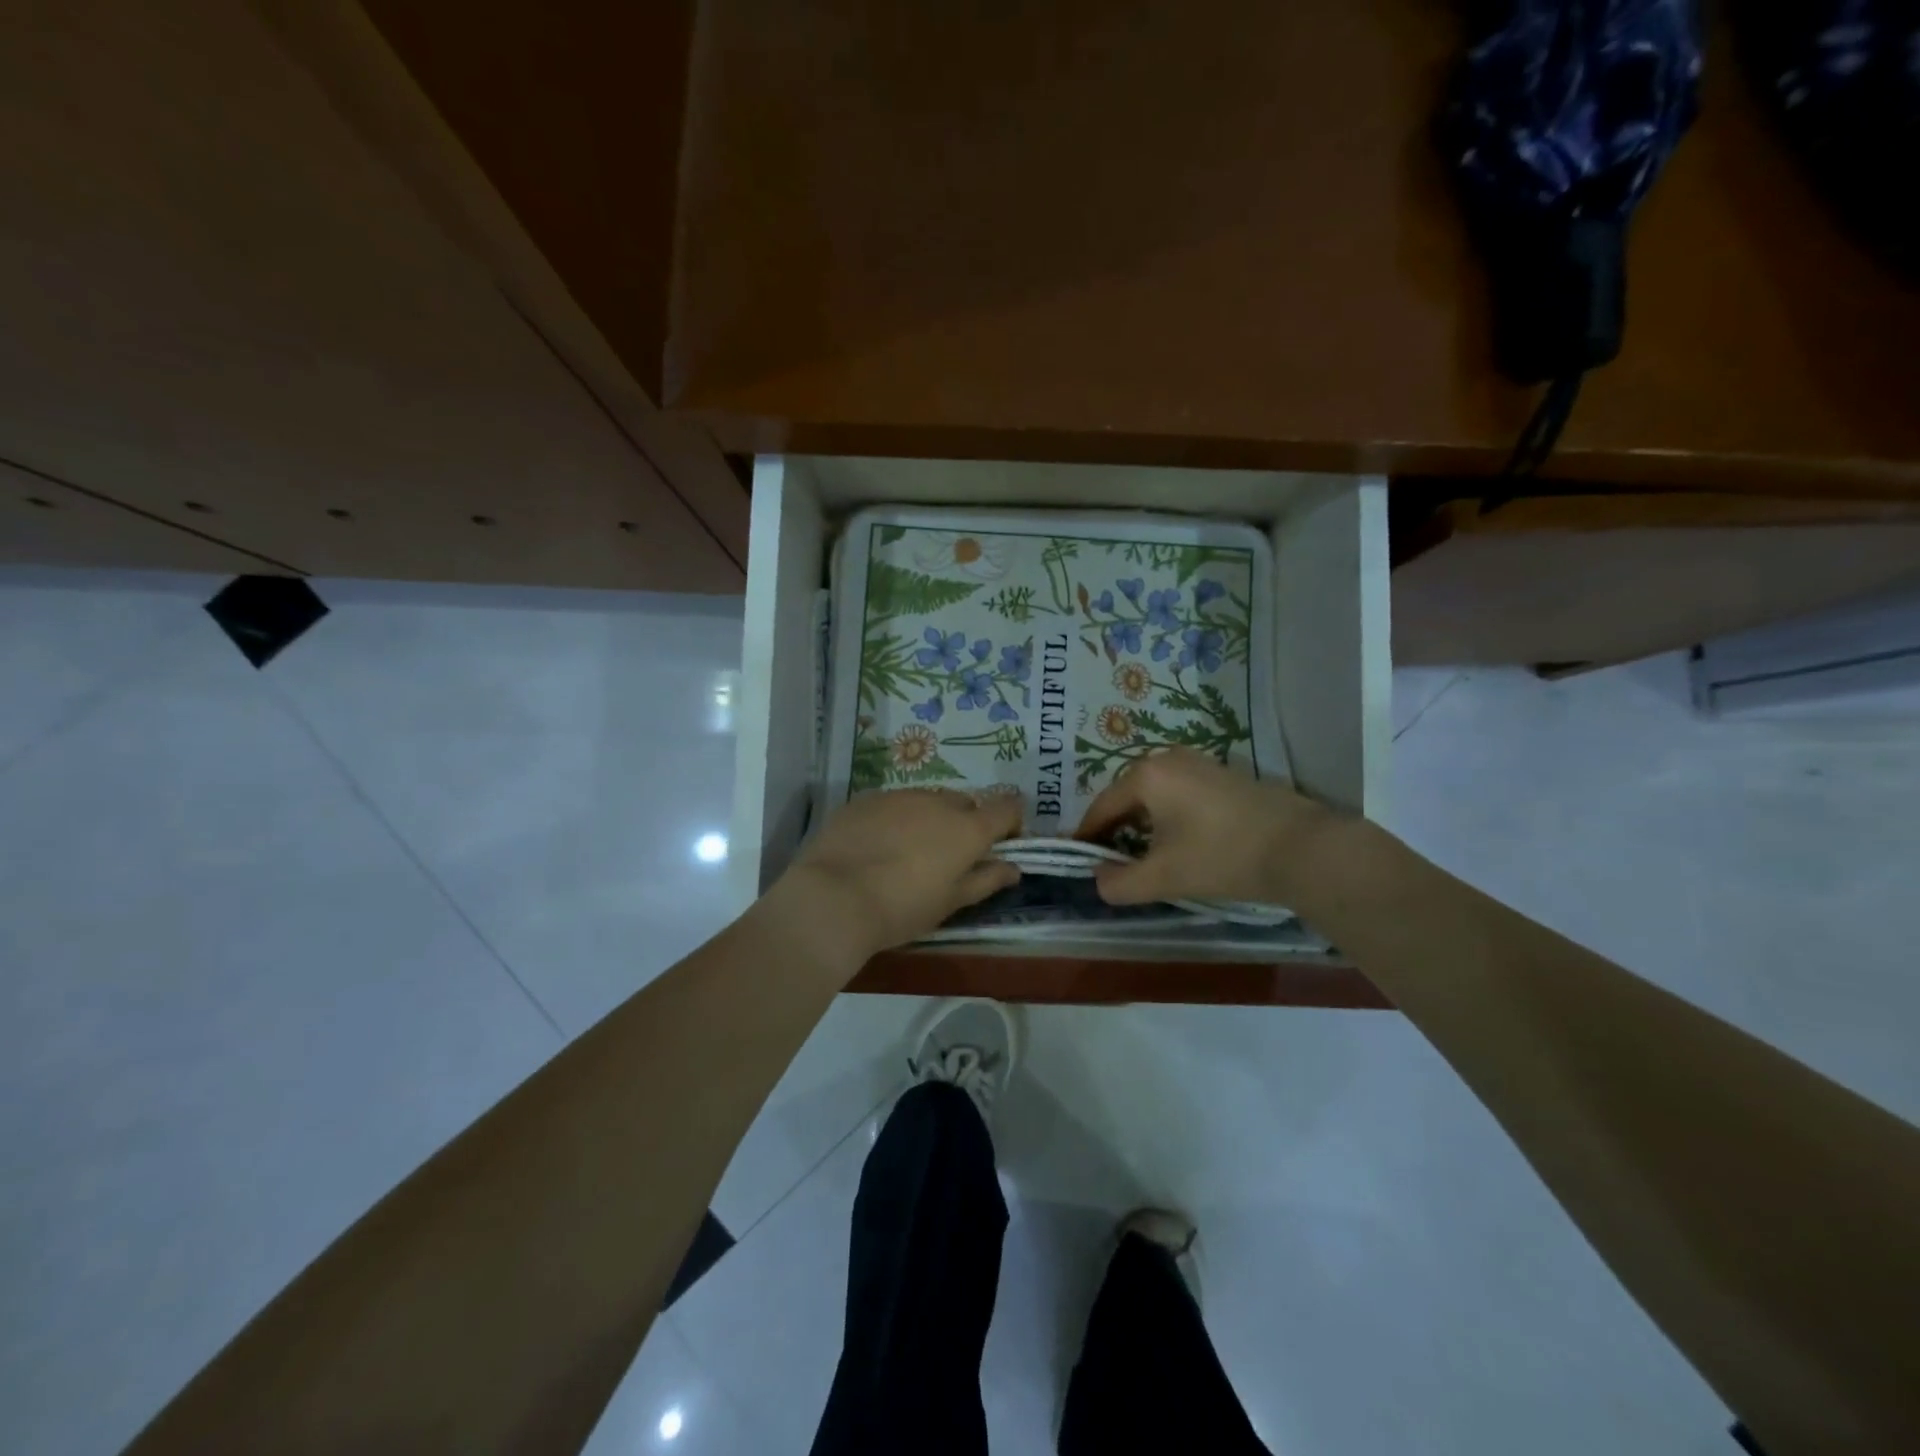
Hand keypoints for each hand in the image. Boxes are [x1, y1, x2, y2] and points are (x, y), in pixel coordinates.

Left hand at [775, 789, 1023, 965]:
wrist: (833, 898)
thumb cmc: (902, 908)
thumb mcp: (950, 902)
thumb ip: (986, 880)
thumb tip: (1013, 868)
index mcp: (967, 828)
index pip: (1007, 808)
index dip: (1010, 823)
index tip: (1001, 844)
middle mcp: (937, 802)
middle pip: (965, 803)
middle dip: (965, 823)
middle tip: (949, 857)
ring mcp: (899, 796)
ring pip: (927, 800)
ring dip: (929, 819)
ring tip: (908, 852)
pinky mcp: (865, 799)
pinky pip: (893, 804)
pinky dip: (895, 819)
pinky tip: (877, 846)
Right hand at [1075, 748, 1330, 906]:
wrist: (1304, 849)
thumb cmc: (1222, 857)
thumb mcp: (1163, 877)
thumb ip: (1119, 883)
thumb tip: (1099, 879)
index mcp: (1146, 775)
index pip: (1101, 808)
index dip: (1087, 837)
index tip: (1079, 860)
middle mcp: (1168, 758)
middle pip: (1126, 798)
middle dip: (1115, 831)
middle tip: (1112, 863)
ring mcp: (1199, 763)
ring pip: (1154, 796)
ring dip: (1143, 825)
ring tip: (1145, 857)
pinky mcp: (1223, 774)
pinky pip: (1179, 794)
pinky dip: (1169, 817)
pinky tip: (1180, 843)